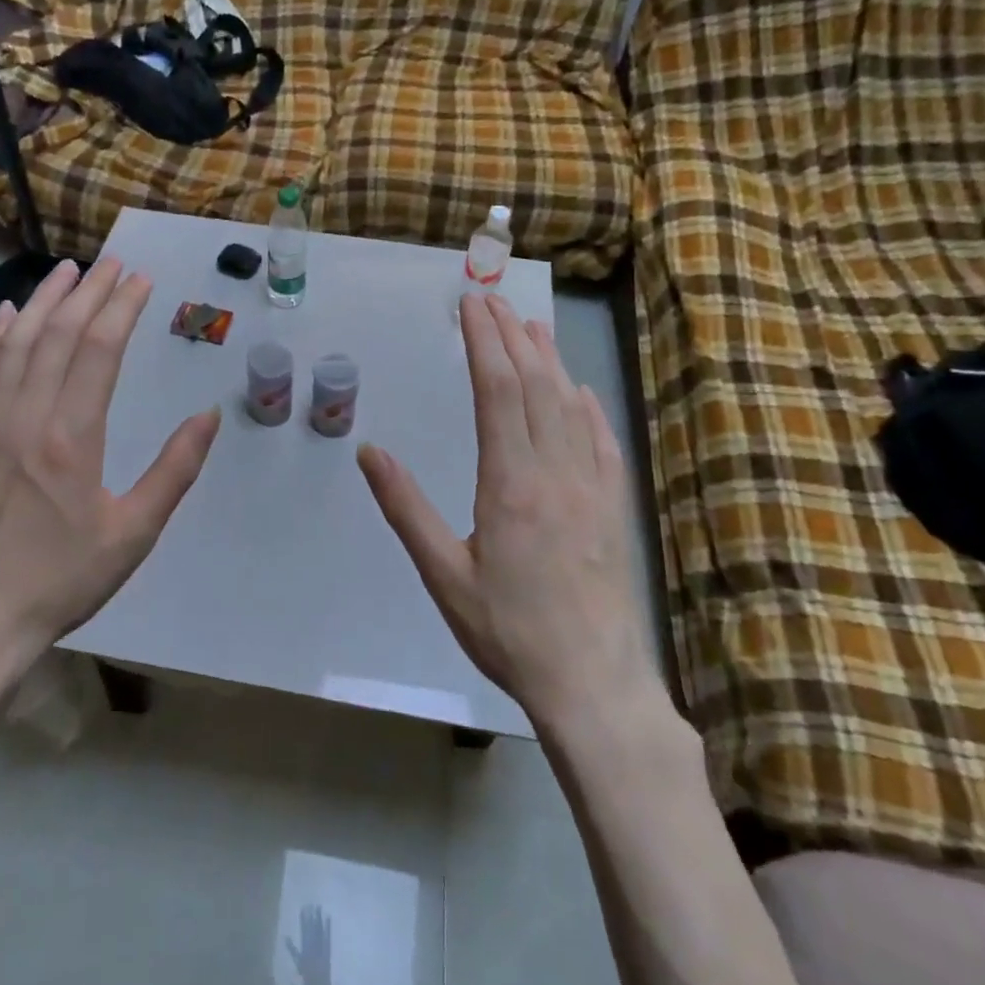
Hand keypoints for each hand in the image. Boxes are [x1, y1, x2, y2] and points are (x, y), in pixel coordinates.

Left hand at [0, 258, 220, 672]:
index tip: (140, 280)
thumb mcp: (134, 533)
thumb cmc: (63, 579)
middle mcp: (26, 418)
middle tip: (111, 262)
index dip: (121, 308)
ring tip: (64, 271)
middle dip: (87, 293)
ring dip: (42, 302)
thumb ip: (174, 470)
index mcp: (71, 438)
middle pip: (58, 336)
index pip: (99, 351)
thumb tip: (207, 416)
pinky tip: (6, 316)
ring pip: (16, 345)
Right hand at [358, 293, 643, 727]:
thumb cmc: (508, 631)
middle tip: (492, 300)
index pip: (498, 391)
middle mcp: (556, 471)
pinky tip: (578, 391)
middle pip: (535, 385)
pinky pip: (601, 440)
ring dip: (548, 360)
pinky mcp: (614, 506)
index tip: (471, 306)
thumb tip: (369, 451)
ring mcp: (592, 487)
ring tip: (530, 325)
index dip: (484, 342)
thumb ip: (406, 508)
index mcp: (511, 483)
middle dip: (511, 336)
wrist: (592, 683)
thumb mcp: (443, 575)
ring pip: (570, 405)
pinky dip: (586, 405)